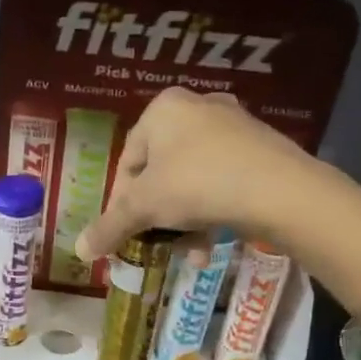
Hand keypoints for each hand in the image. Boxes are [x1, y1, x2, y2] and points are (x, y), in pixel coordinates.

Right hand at [75, 88, 316, 262]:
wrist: (281, 191)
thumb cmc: (198, 185)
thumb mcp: (144, 208)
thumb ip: (110, 226)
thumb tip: (79, 251)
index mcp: (163, 109)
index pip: (127, 162)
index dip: (120, 203)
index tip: (123, 233)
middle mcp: (197, 107)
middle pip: (159, 173)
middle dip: (156, 216)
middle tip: (155, 243)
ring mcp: (233, 126)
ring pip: (190, 181)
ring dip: (183, 221)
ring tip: (188, 252)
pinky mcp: (260, 148)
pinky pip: (220, 181)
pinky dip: (210, 211)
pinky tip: (211, 243)